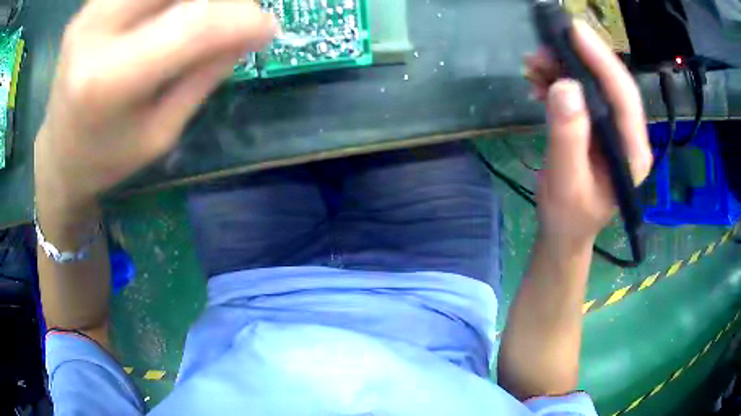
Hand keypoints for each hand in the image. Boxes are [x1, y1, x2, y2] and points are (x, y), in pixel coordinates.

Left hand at [35, 0, 277, 205]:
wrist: (58, 155)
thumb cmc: (107, 159)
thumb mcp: (161, 133)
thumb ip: (203, 74)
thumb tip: (250, 30)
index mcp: (108, 80)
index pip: (195, 24)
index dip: (244, 19)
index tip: (269, 29)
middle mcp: (94, 32)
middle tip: (233, 15)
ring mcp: (89, 12)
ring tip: (201, 18)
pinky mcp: (89, 6)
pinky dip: (162, 3)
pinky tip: (168, 16)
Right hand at [524, 21, 651, 251]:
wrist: (565, 230)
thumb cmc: (568, 216)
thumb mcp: (566, 183)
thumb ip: (568, 137)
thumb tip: (565, 86)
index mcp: (632, 153)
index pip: (624, 98)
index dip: (602, 61)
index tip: (574, 31)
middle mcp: (628, 135)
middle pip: (611, 84)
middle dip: (579, 59)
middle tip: (544, 43)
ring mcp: (613, 129)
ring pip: (595, 83)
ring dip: (564, 67)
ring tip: (534, 63)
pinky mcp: (597, 125)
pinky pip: (581, 92)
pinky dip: (559, 80)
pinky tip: (540, 80)